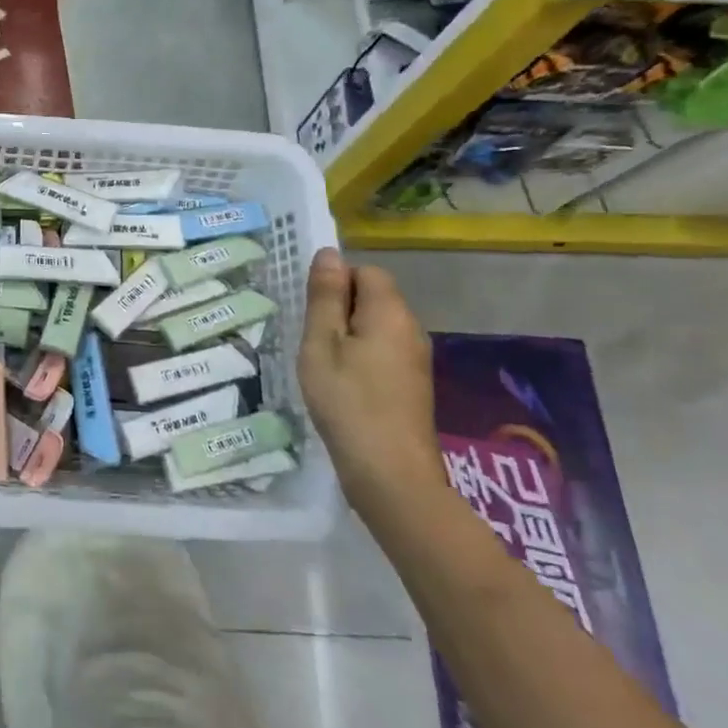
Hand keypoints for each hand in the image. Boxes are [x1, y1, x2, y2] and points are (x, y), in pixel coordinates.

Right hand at [297, 249, 444, 519]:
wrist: (391, 474)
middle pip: (373, 298)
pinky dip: (360, 359)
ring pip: (376, 327)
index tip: (311, 314)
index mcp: (390, 313)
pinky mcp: (413, 384)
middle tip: (312, 342)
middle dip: (339, 311)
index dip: (335, 284)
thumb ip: (325, 297)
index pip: (365, 272)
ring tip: (322, 366)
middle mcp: (411, 329)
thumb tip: (329, 253)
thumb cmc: (347, 401)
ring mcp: (416, 359)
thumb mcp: (322, 344)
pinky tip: (342, 387)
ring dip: (347, 337)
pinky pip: (383, 352)